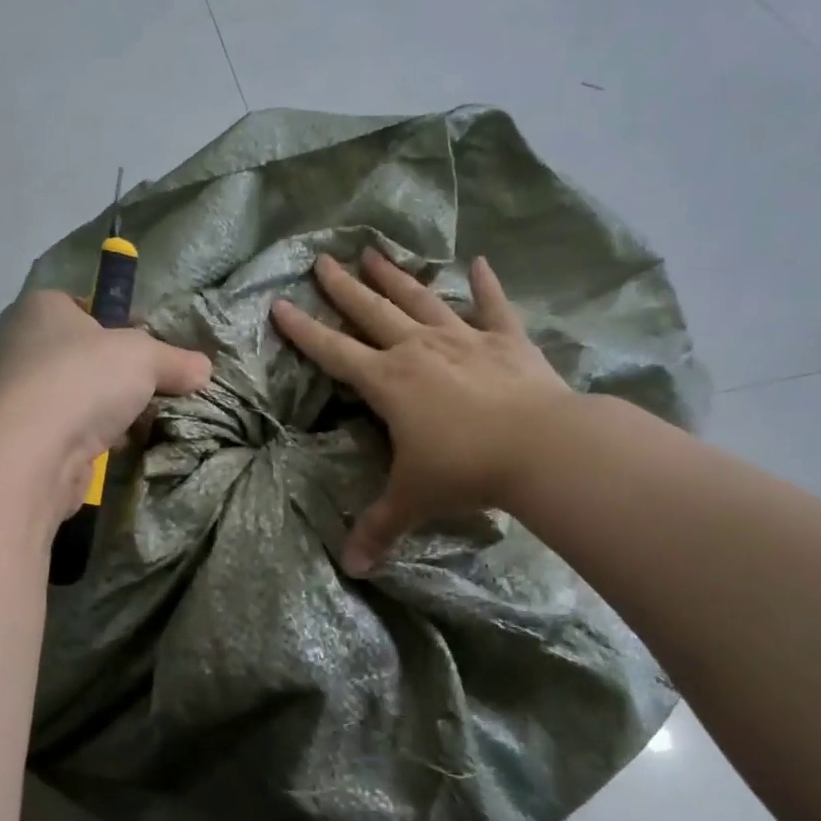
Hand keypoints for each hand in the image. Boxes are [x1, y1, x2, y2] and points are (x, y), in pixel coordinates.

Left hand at [0, 290, 213, 514]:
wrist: (34, 452)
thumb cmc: (84, 378)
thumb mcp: (145, 357)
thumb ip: (176, 360)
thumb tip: (204, 369)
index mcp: (42, 307)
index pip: (85, 305)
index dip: (121, 322)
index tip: (151, 344)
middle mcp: (22, 344)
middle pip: (85, 353)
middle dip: (121, 371)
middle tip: (157, 384)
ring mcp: (20, 393)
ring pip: (80, 394)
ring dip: (111, 408)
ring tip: (148, 418)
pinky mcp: (26, 436)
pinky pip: (73, 428)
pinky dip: (97, 436)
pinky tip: (124, 445)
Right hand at [273, 248, 572, 575]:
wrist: (541, 447)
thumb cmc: (465, 470)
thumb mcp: (413, 500)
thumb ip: (379, 528)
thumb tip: (351, 569)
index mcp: (388, 382)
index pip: (333, 352)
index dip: (303, 331)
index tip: (280, 304)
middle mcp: (418, 350)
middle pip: (372, 312)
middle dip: (343, 287)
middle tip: (323, 259)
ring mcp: (464, 339)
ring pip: (421, 300)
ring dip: (396, 277)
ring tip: (375, 251)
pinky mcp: (507, 341)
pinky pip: (494, 307)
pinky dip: (486, 285)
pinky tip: (479, 262)